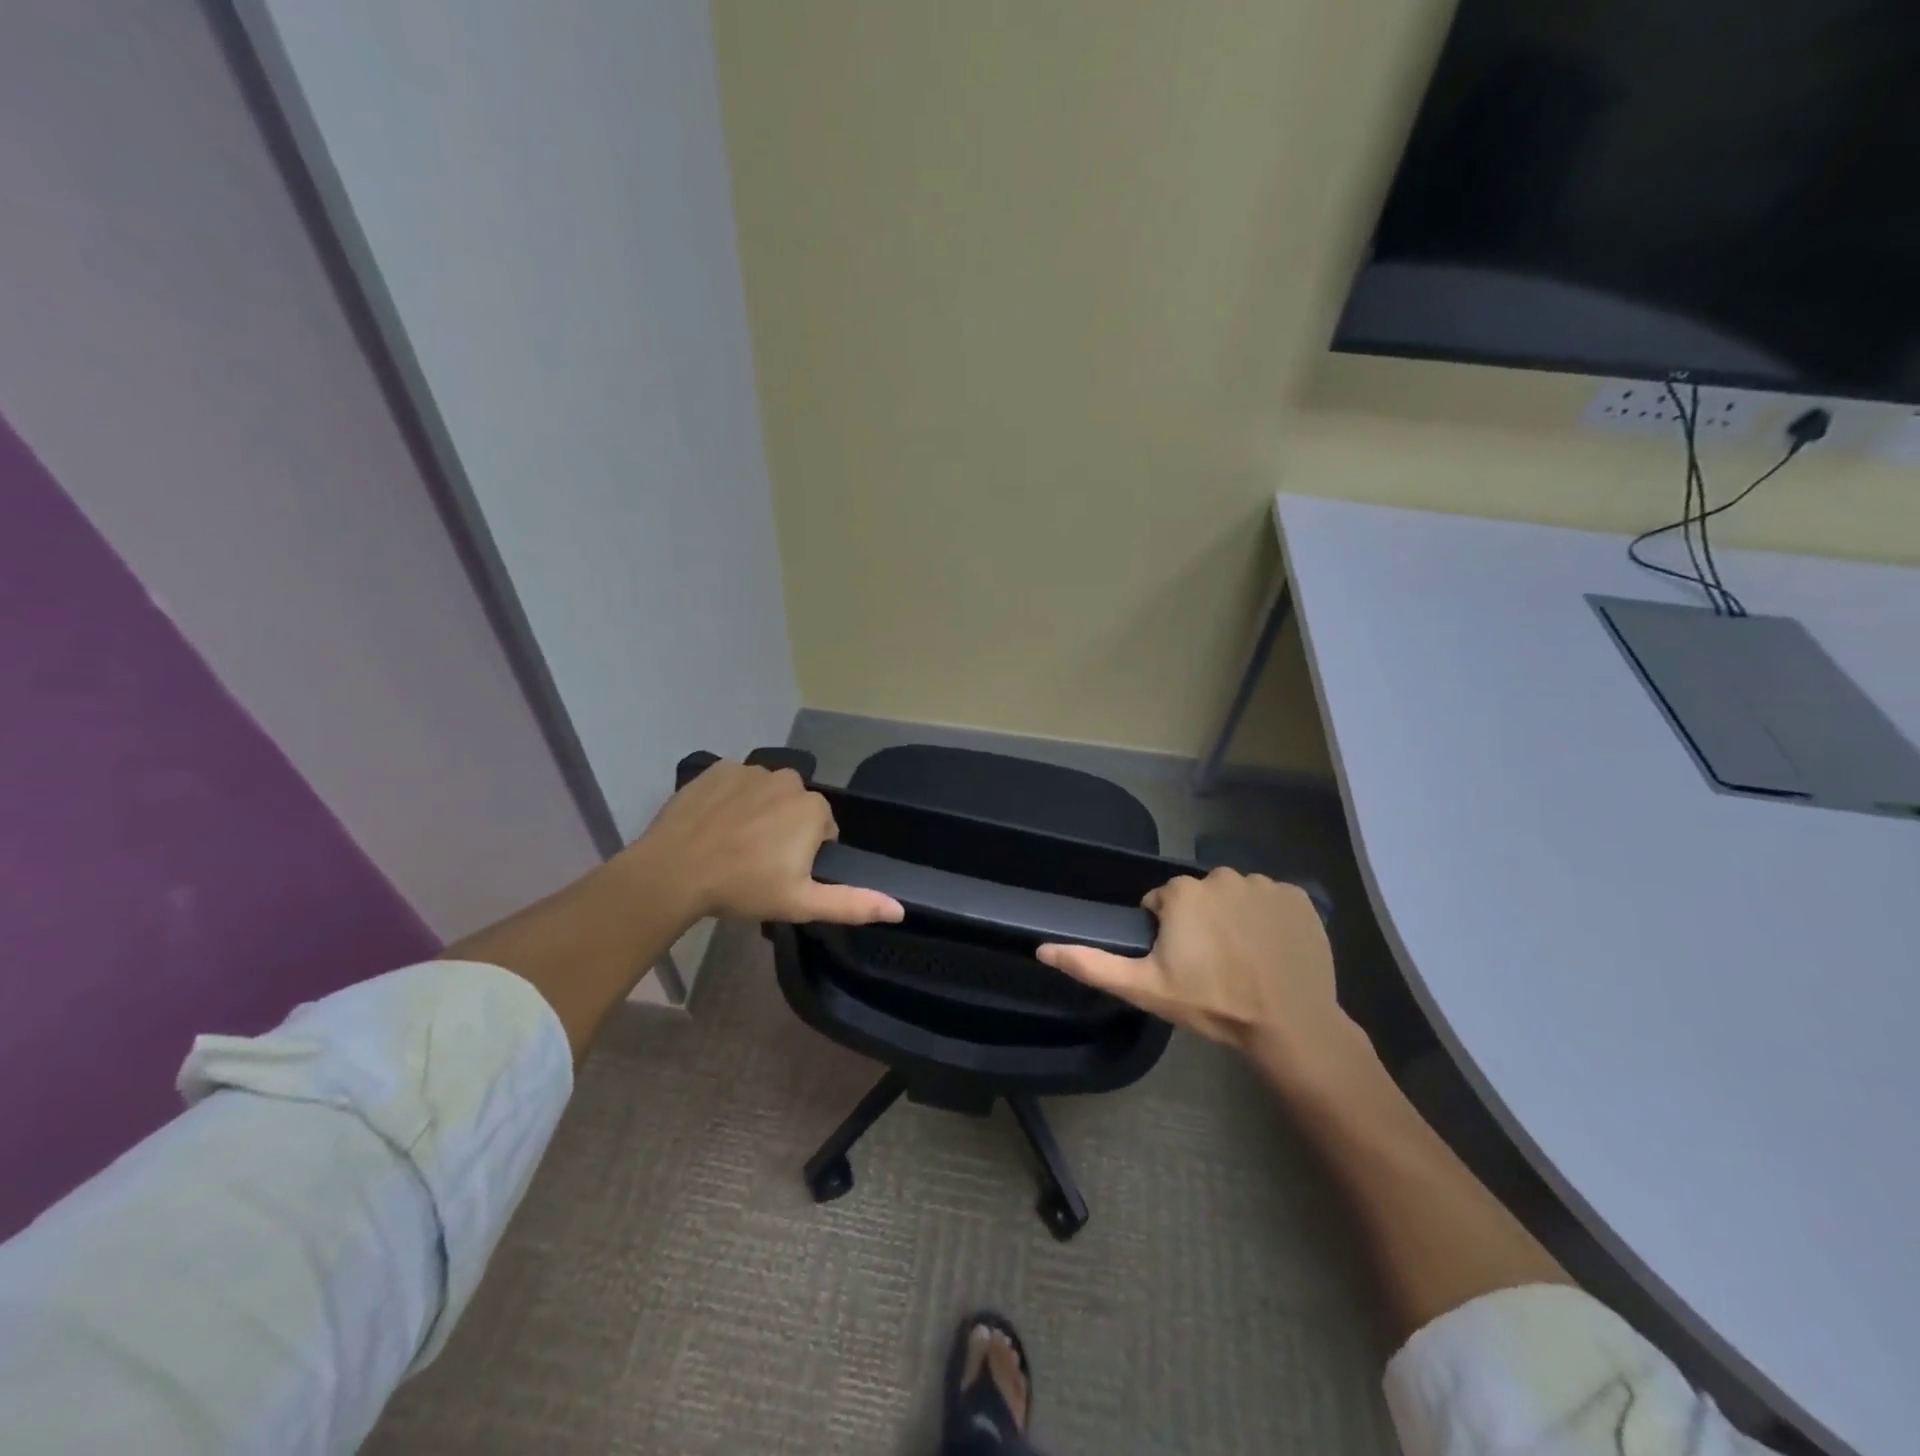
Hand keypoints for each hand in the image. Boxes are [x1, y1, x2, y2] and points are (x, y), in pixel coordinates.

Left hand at [629, 760, 904, 926]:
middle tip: (757, 862)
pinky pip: (736, 783)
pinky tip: (714, 825)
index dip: (806, 855)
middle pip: (796, 808)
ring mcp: (751, 770)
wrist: (674, 872)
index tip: (782, 875)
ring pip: (766, 794)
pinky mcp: (717, 768)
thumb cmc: (744, 888)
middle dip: (785, 830)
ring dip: (759, 813)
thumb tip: (900, 909)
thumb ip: (853, 903)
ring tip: (733, 845)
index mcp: (813, 809)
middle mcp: (789, 779)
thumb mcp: (802, 903)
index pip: (823, 830)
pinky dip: (730, 800)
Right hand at [1038, 868, 1355, 1071]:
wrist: (1289, 1023)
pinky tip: (1272, 950)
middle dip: (1201, 923)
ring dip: (1235, 919)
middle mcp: (1220, 876)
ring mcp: (1263, 884)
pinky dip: (1269, 919)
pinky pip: (1272, 900)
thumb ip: (1092, 965)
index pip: (1162, 903)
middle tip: (1212, 965)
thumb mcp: (1145, 988)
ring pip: (1235, 896)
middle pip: (1199, 897)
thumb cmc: (1212, 1003)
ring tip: (1245, 960)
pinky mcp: (1298, 896)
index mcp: (1182, 892)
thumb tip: (1042, 948)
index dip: (1167, 934)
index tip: (1182, 964)